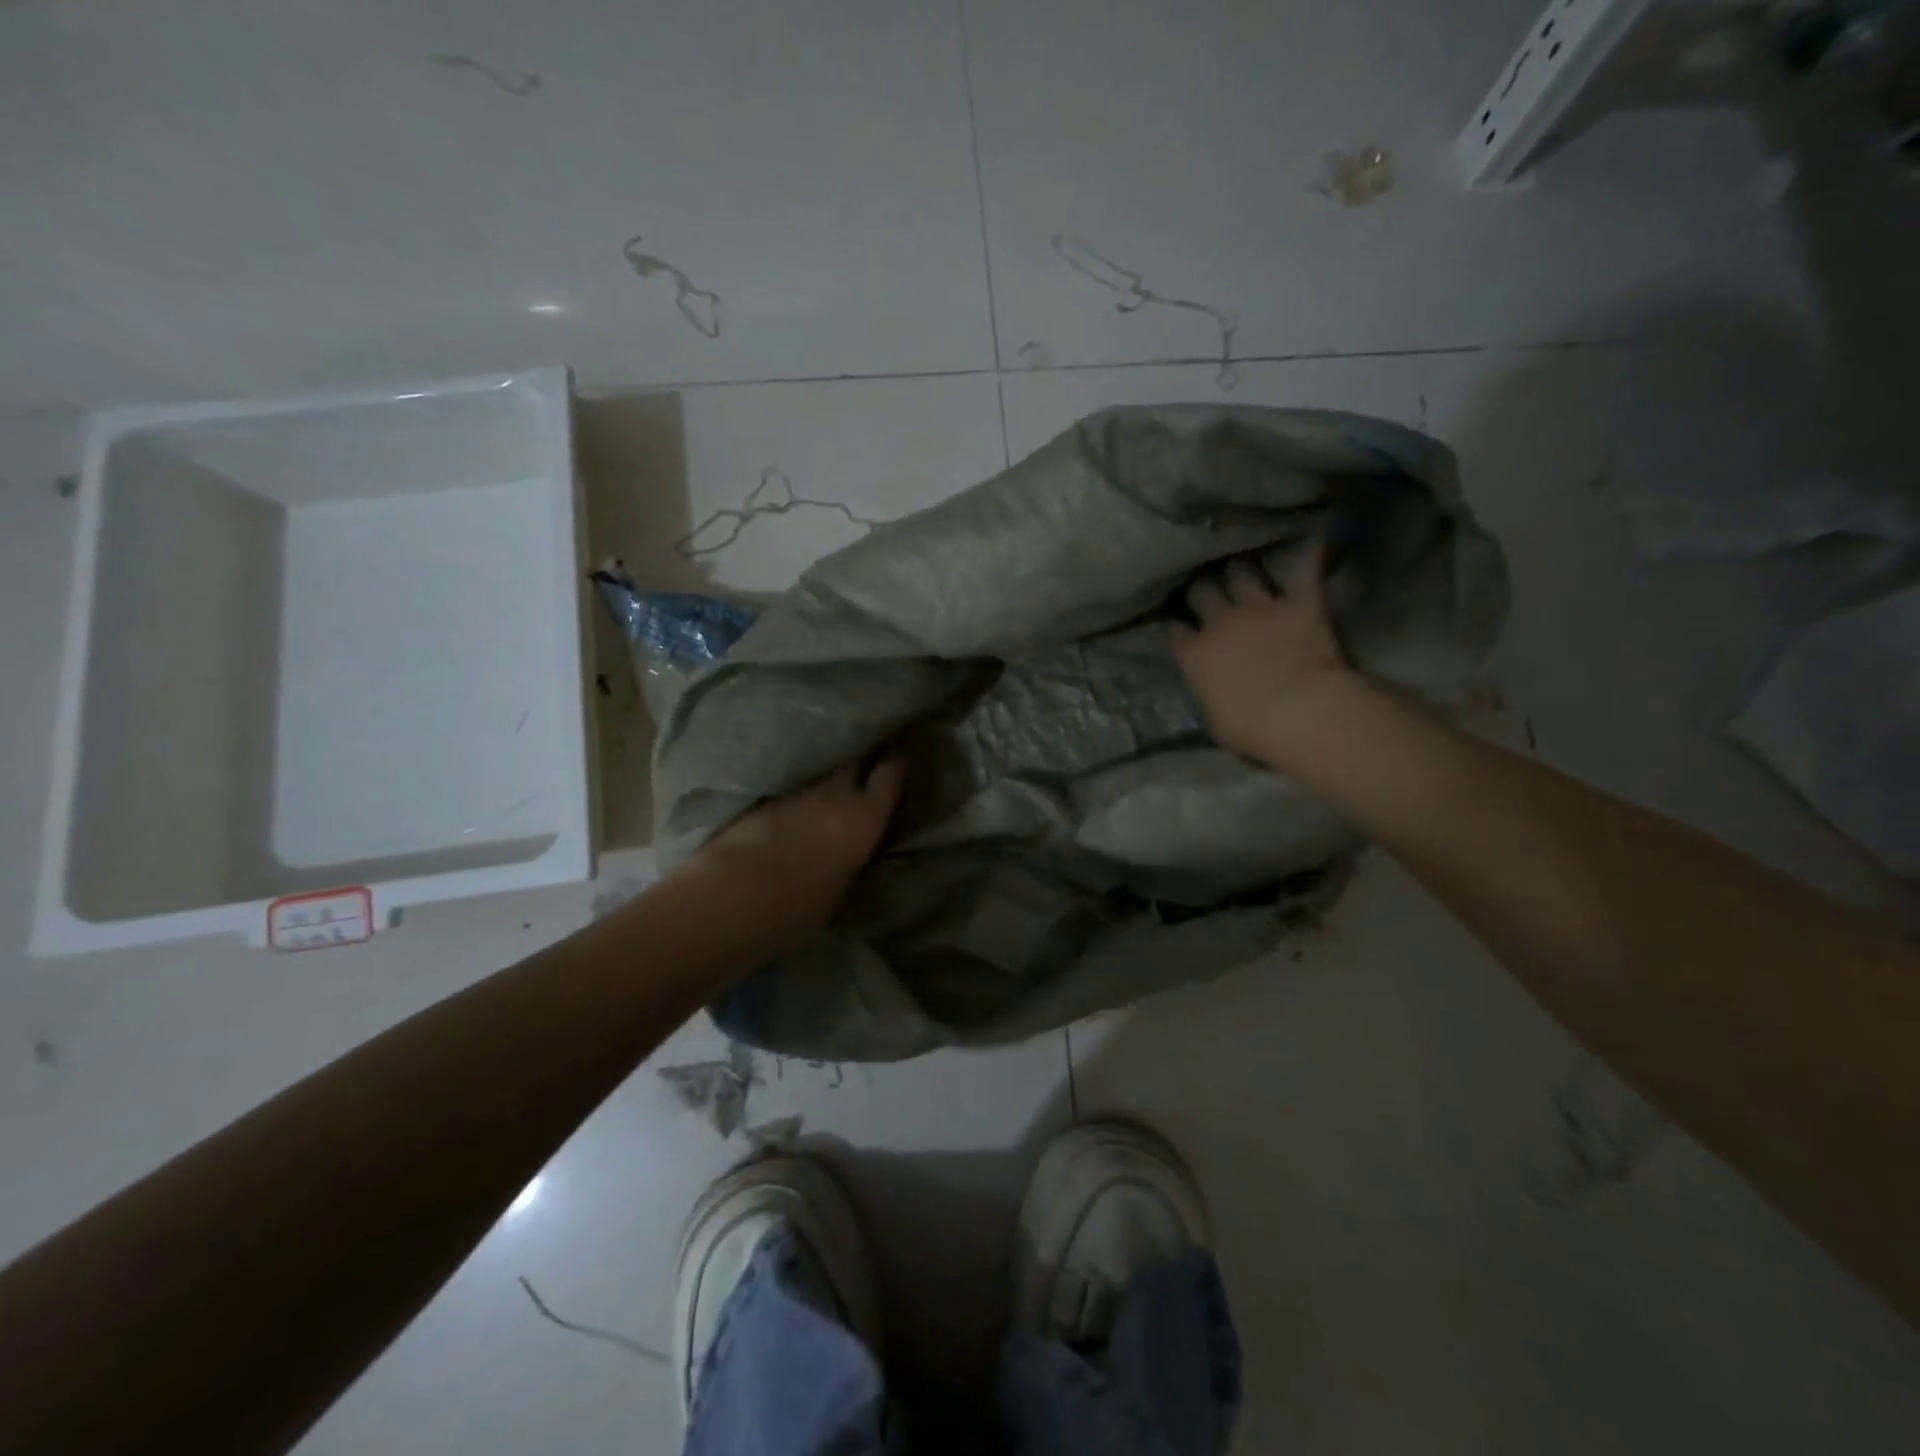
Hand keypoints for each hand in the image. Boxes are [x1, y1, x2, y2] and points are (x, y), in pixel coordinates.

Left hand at [693, 754, 906, 949]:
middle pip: (853, 760)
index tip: (900, 754)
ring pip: (818, 774)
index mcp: (863, 819)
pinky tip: (791, 810)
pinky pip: (789, 790)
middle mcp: (833, 795)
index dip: (896, 763)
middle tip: (865, 760)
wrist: (733, 896)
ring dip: (824, 779)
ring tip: (826, 790)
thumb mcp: (838, 893)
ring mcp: (795, 793)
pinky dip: (795, 796)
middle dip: (860, 758)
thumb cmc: (797, 909)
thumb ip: (847, 863)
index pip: (890, 775)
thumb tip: (845, 858)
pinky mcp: (761, 800)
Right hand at [1171, 540, 1354, 765]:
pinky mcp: (1300, 604)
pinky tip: (1315, 539)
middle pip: (1204, 593)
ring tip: (1244, 568)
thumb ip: (1211, 697)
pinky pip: (1306, 569)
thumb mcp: (1216, 722)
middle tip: (1209, 591)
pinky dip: (1311, 555)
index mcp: (1194, 656)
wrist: (1299, 711)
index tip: (1183, 629)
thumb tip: (1214, 694)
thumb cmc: (1250, 728)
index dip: (1180, 629)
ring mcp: (1260, 609)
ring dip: (1243, 572)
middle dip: (1204, 590)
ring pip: (1243, 575)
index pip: (1177, 632)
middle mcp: (1221, 623)